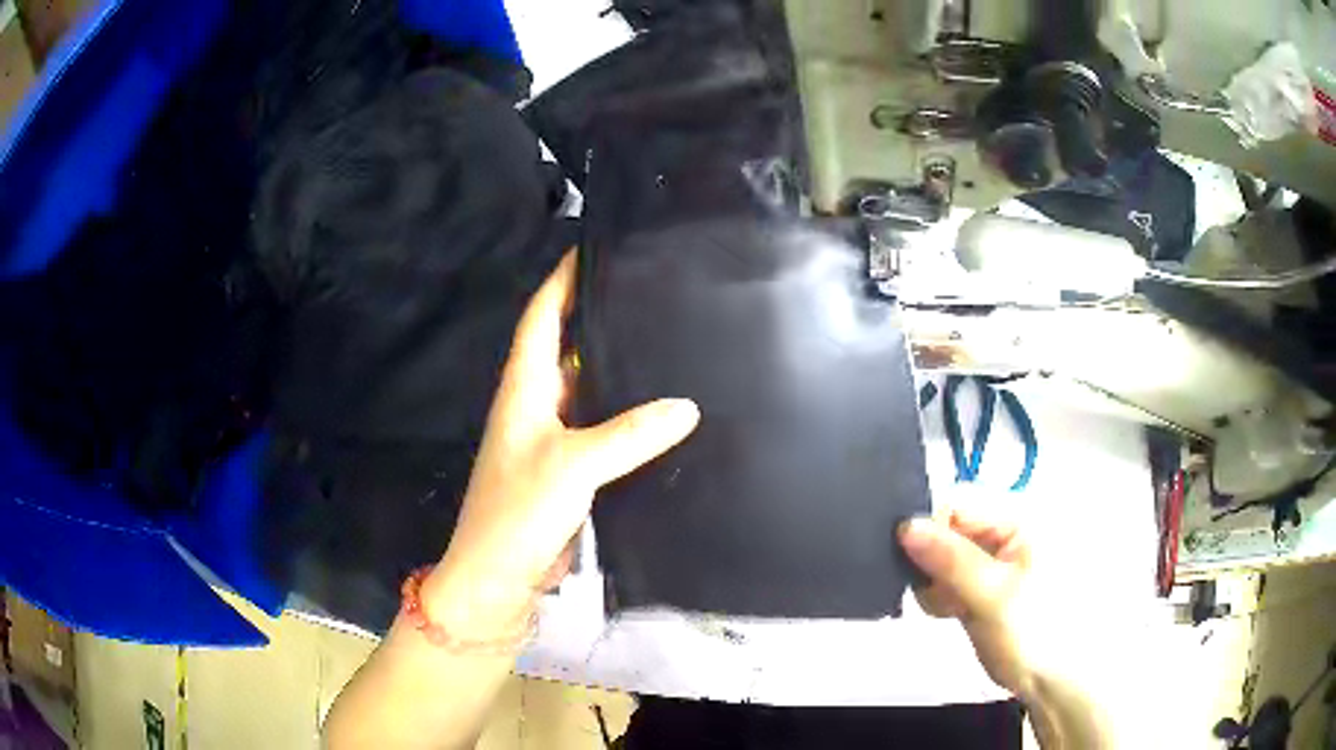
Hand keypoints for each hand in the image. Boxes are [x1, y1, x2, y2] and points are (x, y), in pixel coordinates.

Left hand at [424, 252, 700, 637]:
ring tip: (662, 340)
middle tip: (647, 291)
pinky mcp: (566, 468)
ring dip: (613, 365)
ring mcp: (550, 437)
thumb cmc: (519, 511)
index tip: (595, 250)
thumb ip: (629, 435)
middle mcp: (535, 403)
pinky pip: (599, 427)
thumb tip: (687, 405)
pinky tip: (657, 411)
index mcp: (524, 387)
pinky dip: (623, 413)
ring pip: (585, 387)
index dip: (562, 281)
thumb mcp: (574, 466)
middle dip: (597, 315)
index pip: (541, 316)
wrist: (496, 576)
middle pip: (565, 345)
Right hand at [899, 510, 1051, 697]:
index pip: (957, 503)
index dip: (929, 527)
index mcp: (1015, 518)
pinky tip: (951, 613)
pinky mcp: (978, 583)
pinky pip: (943, 577)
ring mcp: (990, 558)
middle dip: (931, 561)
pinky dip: (938, 595)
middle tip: (938, 592)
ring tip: (950, 607)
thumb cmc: (1032, 630)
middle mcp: (1001, 531)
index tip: (912, 562)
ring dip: (933, 583)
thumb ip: (951, 559)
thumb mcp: (992, 594)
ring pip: (938, 556)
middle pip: (945, 528)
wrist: (1046, 677)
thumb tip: (905, 525)